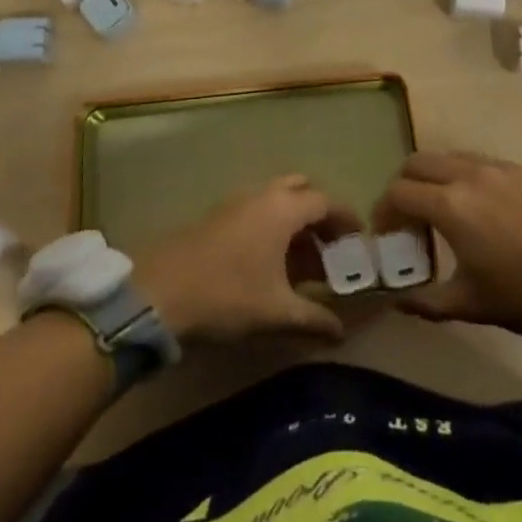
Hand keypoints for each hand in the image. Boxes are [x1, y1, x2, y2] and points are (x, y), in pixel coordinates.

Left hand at [135, 176, 359, 344]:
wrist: (161, 292)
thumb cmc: (228, 295)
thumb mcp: (277, 312)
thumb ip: (313, 318)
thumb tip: (340, 331)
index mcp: (283, 208)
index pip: (325, 201)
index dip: (346, 219)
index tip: (360, 241)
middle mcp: (262, 195)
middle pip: (301, 190)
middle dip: (320, 214)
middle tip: (332, 246)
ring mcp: (236, 202)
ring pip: (277, 200)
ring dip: (295, 222)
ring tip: (306, 262)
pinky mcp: (218, 216)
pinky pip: (258, 211)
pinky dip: (273, 227)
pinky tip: (272, 264)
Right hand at [374, 151, 521, 338]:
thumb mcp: (472, 305)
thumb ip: (427, 302)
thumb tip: (396, 301)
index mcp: (451, 206)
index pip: (399, 192)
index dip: (383, 211)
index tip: (384, 233)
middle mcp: (468, 175)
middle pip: (417, 162)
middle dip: (403, 185)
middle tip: (406, 215)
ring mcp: (497, 167)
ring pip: (448, 156)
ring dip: (433, 176)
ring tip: (440, 206)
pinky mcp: (520, 169)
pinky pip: (478, 160)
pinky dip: (462, 174)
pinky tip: (476, 202)